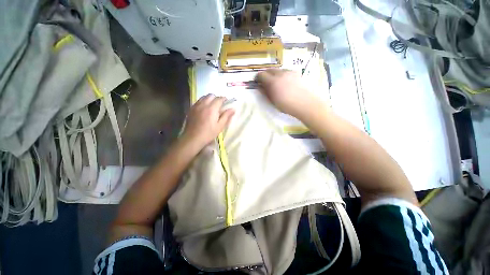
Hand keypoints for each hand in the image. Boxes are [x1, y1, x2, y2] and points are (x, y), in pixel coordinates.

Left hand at [182, 94, 234, 148]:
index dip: (224, 99)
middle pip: (211, 95)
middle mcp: (203, 104)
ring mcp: (196, 106)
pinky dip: (203, 102)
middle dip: (216, 98)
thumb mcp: (220, 126)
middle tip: (219, 105)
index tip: (227, 102)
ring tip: (212, 106)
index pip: (219, 99)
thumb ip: (226, 116)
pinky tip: (204, 109)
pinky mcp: (191, 109)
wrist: (193, 138)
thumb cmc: (208, 133)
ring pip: (203, 97)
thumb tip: (233, 109)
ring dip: (209, 99)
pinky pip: (198, 101)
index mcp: (212, 108)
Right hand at [255, 69, 324, 118]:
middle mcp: (280, 74)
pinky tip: (285, 82)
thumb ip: (265, 92)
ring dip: (274, 74)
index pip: (261, 75)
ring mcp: (289, 72)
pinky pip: (286, 71)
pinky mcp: (296, 73)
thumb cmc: (286, 105)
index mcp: (273, 81)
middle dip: (265, 74)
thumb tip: (260, 86)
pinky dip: (282, 75)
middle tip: (265, 81)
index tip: (257, 82)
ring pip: (278, 70)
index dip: (258, 78)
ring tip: (276, 82)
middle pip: (269, 69)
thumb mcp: (273, 101)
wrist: (305, 103)